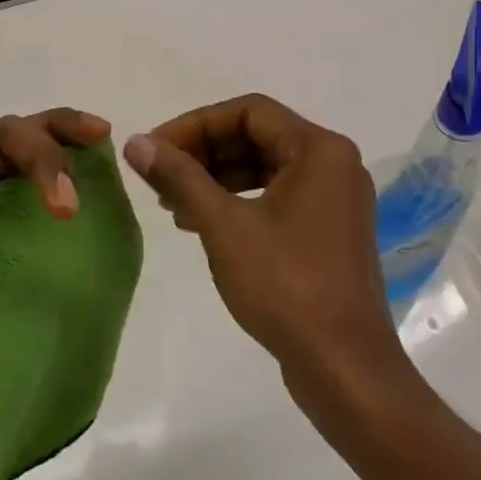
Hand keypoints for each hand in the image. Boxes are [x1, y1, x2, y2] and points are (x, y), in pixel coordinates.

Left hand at [0, 80, 110, 339]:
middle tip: (66, 209)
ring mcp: (3, 211)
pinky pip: (59, 193)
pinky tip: (105, 181)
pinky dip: (83, 173)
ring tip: (95, 166)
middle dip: (41, 163)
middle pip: (13, 142)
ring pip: (38, 153)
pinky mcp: (30, 242)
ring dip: (63, 156)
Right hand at [122, 94, 407, 403]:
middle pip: (258, 136)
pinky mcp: (329, 230)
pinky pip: (278, 196)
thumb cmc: (286, 286)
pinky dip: (239, 202)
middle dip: (205, 152)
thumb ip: (180, 177)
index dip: (196, 124)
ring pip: (266, 168)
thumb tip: (136, 142)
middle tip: (159, 177)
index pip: (248, 111)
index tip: (155, 149)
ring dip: (218, 178)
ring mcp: (335, 199)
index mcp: (320, 149)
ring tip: (173, 204)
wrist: (344, 368)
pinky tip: (203, 224)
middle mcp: (334, 164)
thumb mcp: (224, 226)